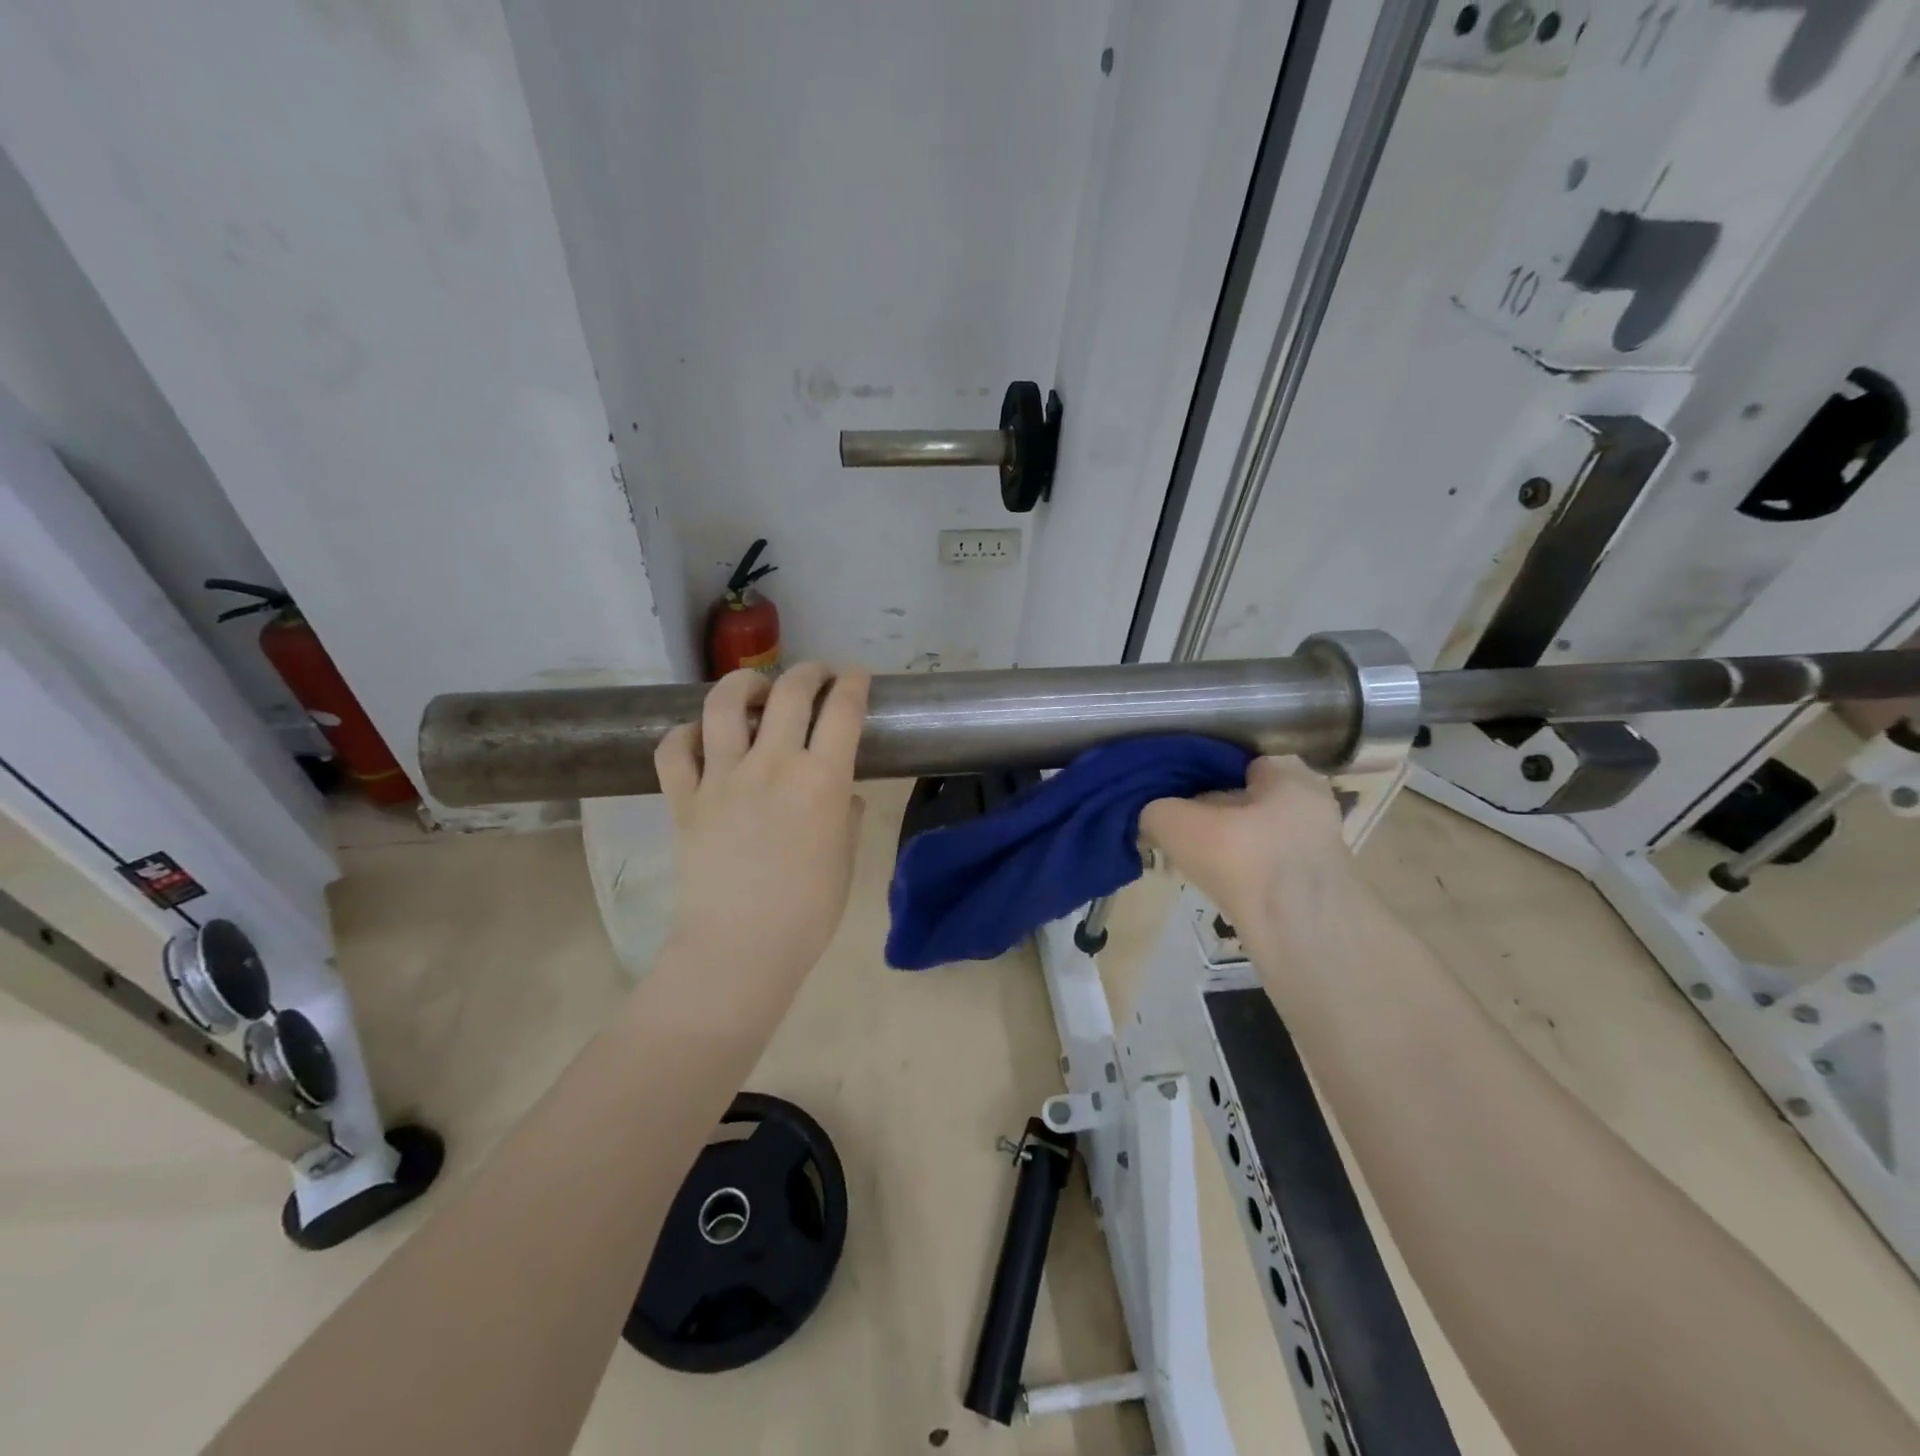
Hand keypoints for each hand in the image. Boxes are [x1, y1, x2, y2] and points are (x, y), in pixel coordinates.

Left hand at [654, 663, 869, 980]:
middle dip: (809, 672)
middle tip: (817, 676)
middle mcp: (773, 765)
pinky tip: (700, 737)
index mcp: (823, 780)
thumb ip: (848, 818)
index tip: (856, 677)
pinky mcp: (684, 799)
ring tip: (756, 689)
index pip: (843, 711)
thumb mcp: (846, 860)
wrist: (740, 949)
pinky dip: (685, 734)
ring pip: (725, 705)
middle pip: (790, 692)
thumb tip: (844, 796)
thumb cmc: (808, 912)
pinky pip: (674, 749)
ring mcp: (722, 778)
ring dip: (744, 684)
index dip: (853, 684)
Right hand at [1140, 756, 1352, 949]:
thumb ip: (1155, 811)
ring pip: (1256, 837)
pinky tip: (1218, 888)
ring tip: (1192, 862)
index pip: (1240, 763)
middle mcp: (1312, 804)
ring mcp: (1318, 848)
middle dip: (1215, 813)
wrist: (1298, 931)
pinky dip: (1244, 874)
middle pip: (1248, 801)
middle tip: (1179, 831)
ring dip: (1228, 847)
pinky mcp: (1314, 887)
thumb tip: (1150, 818)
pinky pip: (1267, 869)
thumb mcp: (1176, 822)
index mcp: (1289, 775)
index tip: (1176, 794)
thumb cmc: (1241, 856)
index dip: (1204, 774)